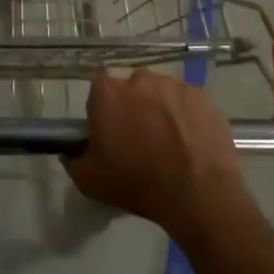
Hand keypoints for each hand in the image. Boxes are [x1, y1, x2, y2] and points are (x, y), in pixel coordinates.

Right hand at [63, 70, 248, 243]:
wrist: (198, 194)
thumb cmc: (138, 183)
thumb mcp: (89, 181)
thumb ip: (73, 159)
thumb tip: (71, 150)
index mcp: (108, 92)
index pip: (98, 90)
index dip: (103, 110)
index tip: (110, 133)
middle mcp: (140, 79)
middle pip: (131, 89)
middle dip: (133, 107)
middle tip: (140, 139)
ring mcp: (174, 85)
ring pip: (160, 93)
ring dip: (160, 110)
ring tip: (169, 143)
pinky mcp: (202, 96)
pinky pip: (186, 102)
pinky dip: (186, 116)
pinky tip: (190, 142)